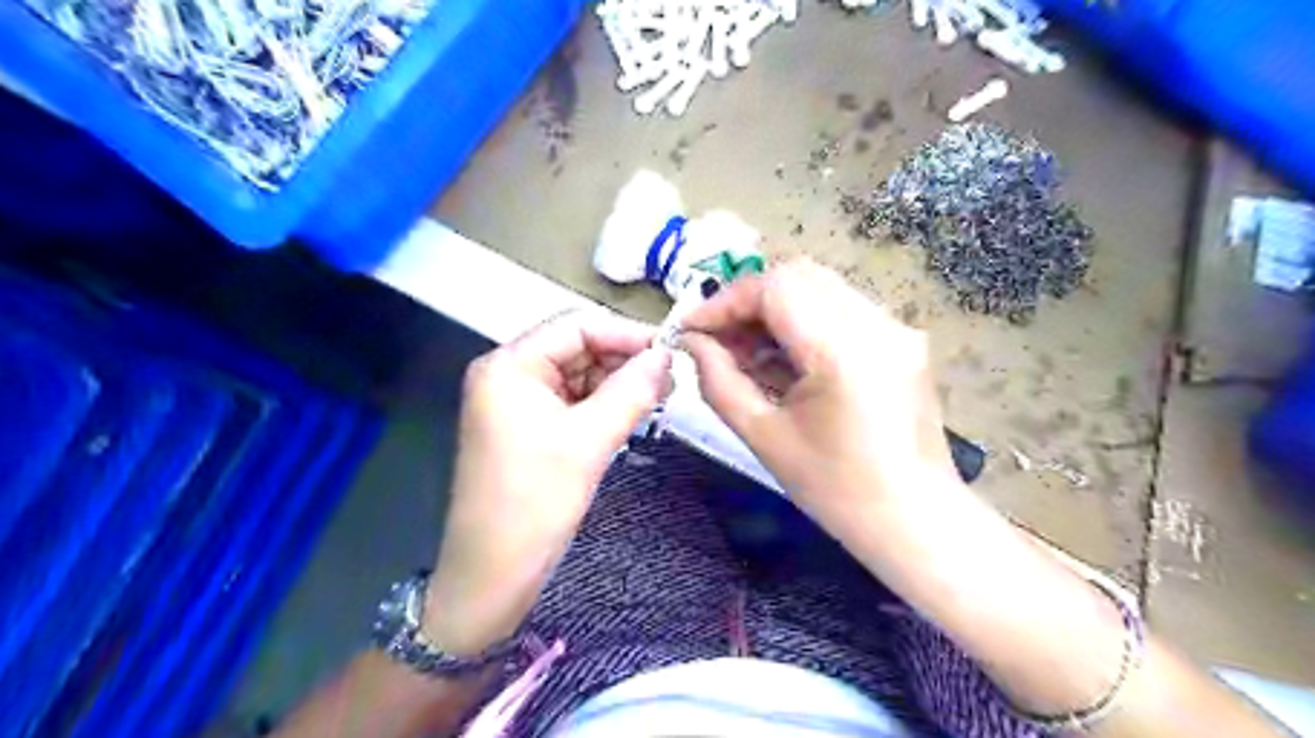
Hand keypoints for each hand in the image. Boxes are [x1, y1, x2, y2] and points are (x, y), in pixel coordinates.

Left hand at [424, 309, 668, 655]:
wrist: (492, 574)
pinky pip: (573, 401)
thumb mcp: (588, 442)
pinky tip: (634, 413)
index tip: (670, 352)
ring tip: (660, 397)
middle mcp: (509, 374)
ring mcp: (517, 402)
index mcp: (509, 366)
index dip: (625, 334)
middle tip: (671, 380)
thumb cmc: (534, 502)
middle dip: (623, 360)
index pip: (575, 326)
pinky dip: (604, 404)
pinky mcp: (528, 427)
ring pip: (578, 375)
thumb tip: (667, 356)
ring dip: (618, 383)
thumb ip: (631, 391)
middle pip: (576, 347)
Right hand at [676, 257, 955, 544]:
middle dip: (748, 302)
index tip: (692, 329)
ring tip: (748, 353)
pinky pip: (841, 309)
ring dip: (775, 310)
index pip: (773, 288)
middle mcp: (876, 323)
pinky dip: (804, 322)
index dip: (724, 301)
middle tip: (719, 340)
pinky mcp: (901, 339)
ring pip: (819, 288)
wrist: (914, 520)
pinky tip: (787, 361)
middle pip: (798, 276)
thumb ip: (718, 380)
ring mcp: (895, 328)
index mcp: (842, 350)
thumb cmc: (835, 489)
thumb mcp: (763, 436)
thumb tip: (691, 342)